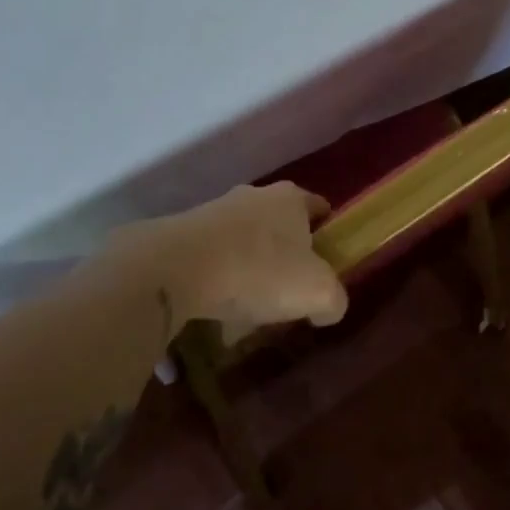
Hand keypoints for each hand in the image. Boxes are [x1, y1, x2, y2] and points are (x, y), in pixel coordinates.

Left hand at [104, 182, 347, 340]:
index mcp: (290, 200)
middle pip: (278, 224)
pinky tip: (215, 313)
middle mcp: (253, 196)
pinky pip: (211, 259)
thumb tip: (329, 307)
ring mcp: (214, 212)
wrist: (176, 268)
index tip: (327, 259)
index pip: (318, 206)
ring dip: (248, 270)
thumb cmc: (259, 270)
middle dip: (284, 255)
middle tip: (288, 290)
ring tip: (246, 311)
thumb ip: (333, 300)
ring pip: (242, 242)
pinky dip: (217, 282)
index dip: (326, 231)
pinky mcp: (182, 234)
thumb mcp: (316, 293)